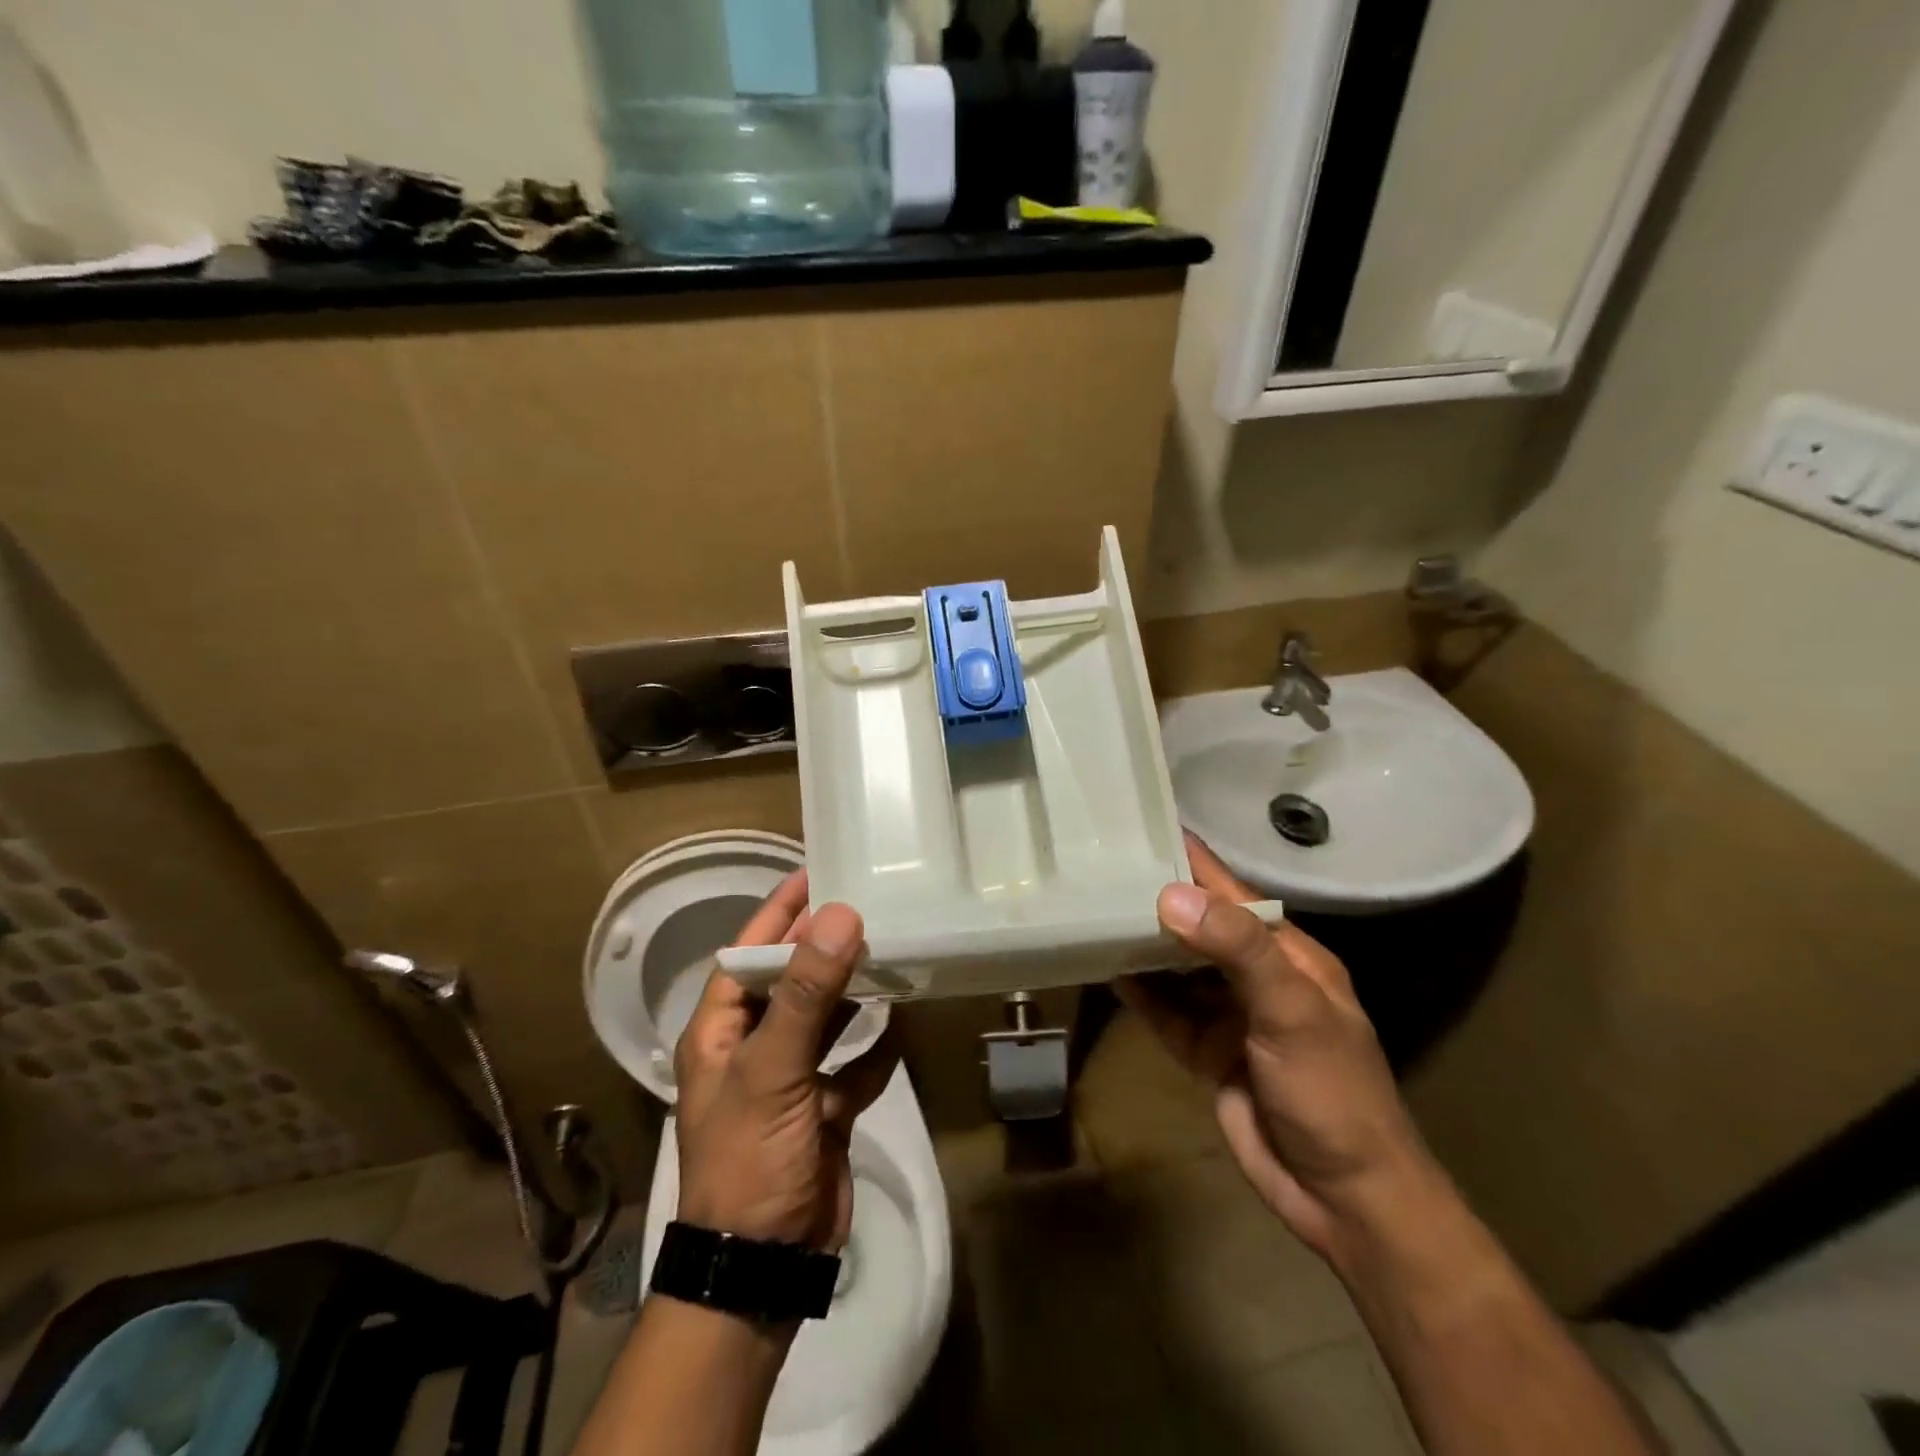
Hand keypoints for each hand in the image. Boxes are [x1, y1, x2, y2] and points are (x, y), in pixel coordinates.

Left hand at [674, 871, 899, 1252]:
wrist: (763, 1267)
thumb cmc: (750, 1159)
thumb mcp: (773, 1070)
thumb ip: (805, 994)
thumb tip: (839, 916)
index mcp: (721, 1032)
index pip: (746, 955)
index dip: (777, 914)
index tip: (813, 874)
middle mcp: (752, 1049)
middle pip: (789, 982)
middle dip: (822, 948)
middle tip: (865, 906)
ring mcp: (789, 1081)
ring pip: (823, 1020)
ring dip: (851, 994)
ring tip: (888, 954)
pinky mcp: (822, 1110)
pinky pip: (853, 1067)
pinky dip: (874, 1051)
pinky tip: (900, 1030)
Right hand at [1119, 836, 1431, 1261]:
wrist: (1346, 1200)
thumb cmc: (1331, 1092)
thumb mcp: (1291, 1011)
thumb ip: (1235, 949)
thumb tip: (1169, 895)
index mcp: (1287, 953)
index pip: (1231, 890)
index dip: (1191, 858)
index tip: (1143, 822)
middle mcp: (1254, 976)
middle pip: (1197, 924)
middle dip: (1156, 896)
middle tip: (1099, 865)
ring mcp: (1228, 1015)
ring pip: (1176, 966)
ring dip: (1142, 942)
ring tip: (1092, 907)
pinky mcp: (1206, 1051)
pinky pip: (1164, 1012)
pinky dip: (1138, 993)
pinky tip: (1105, 969)